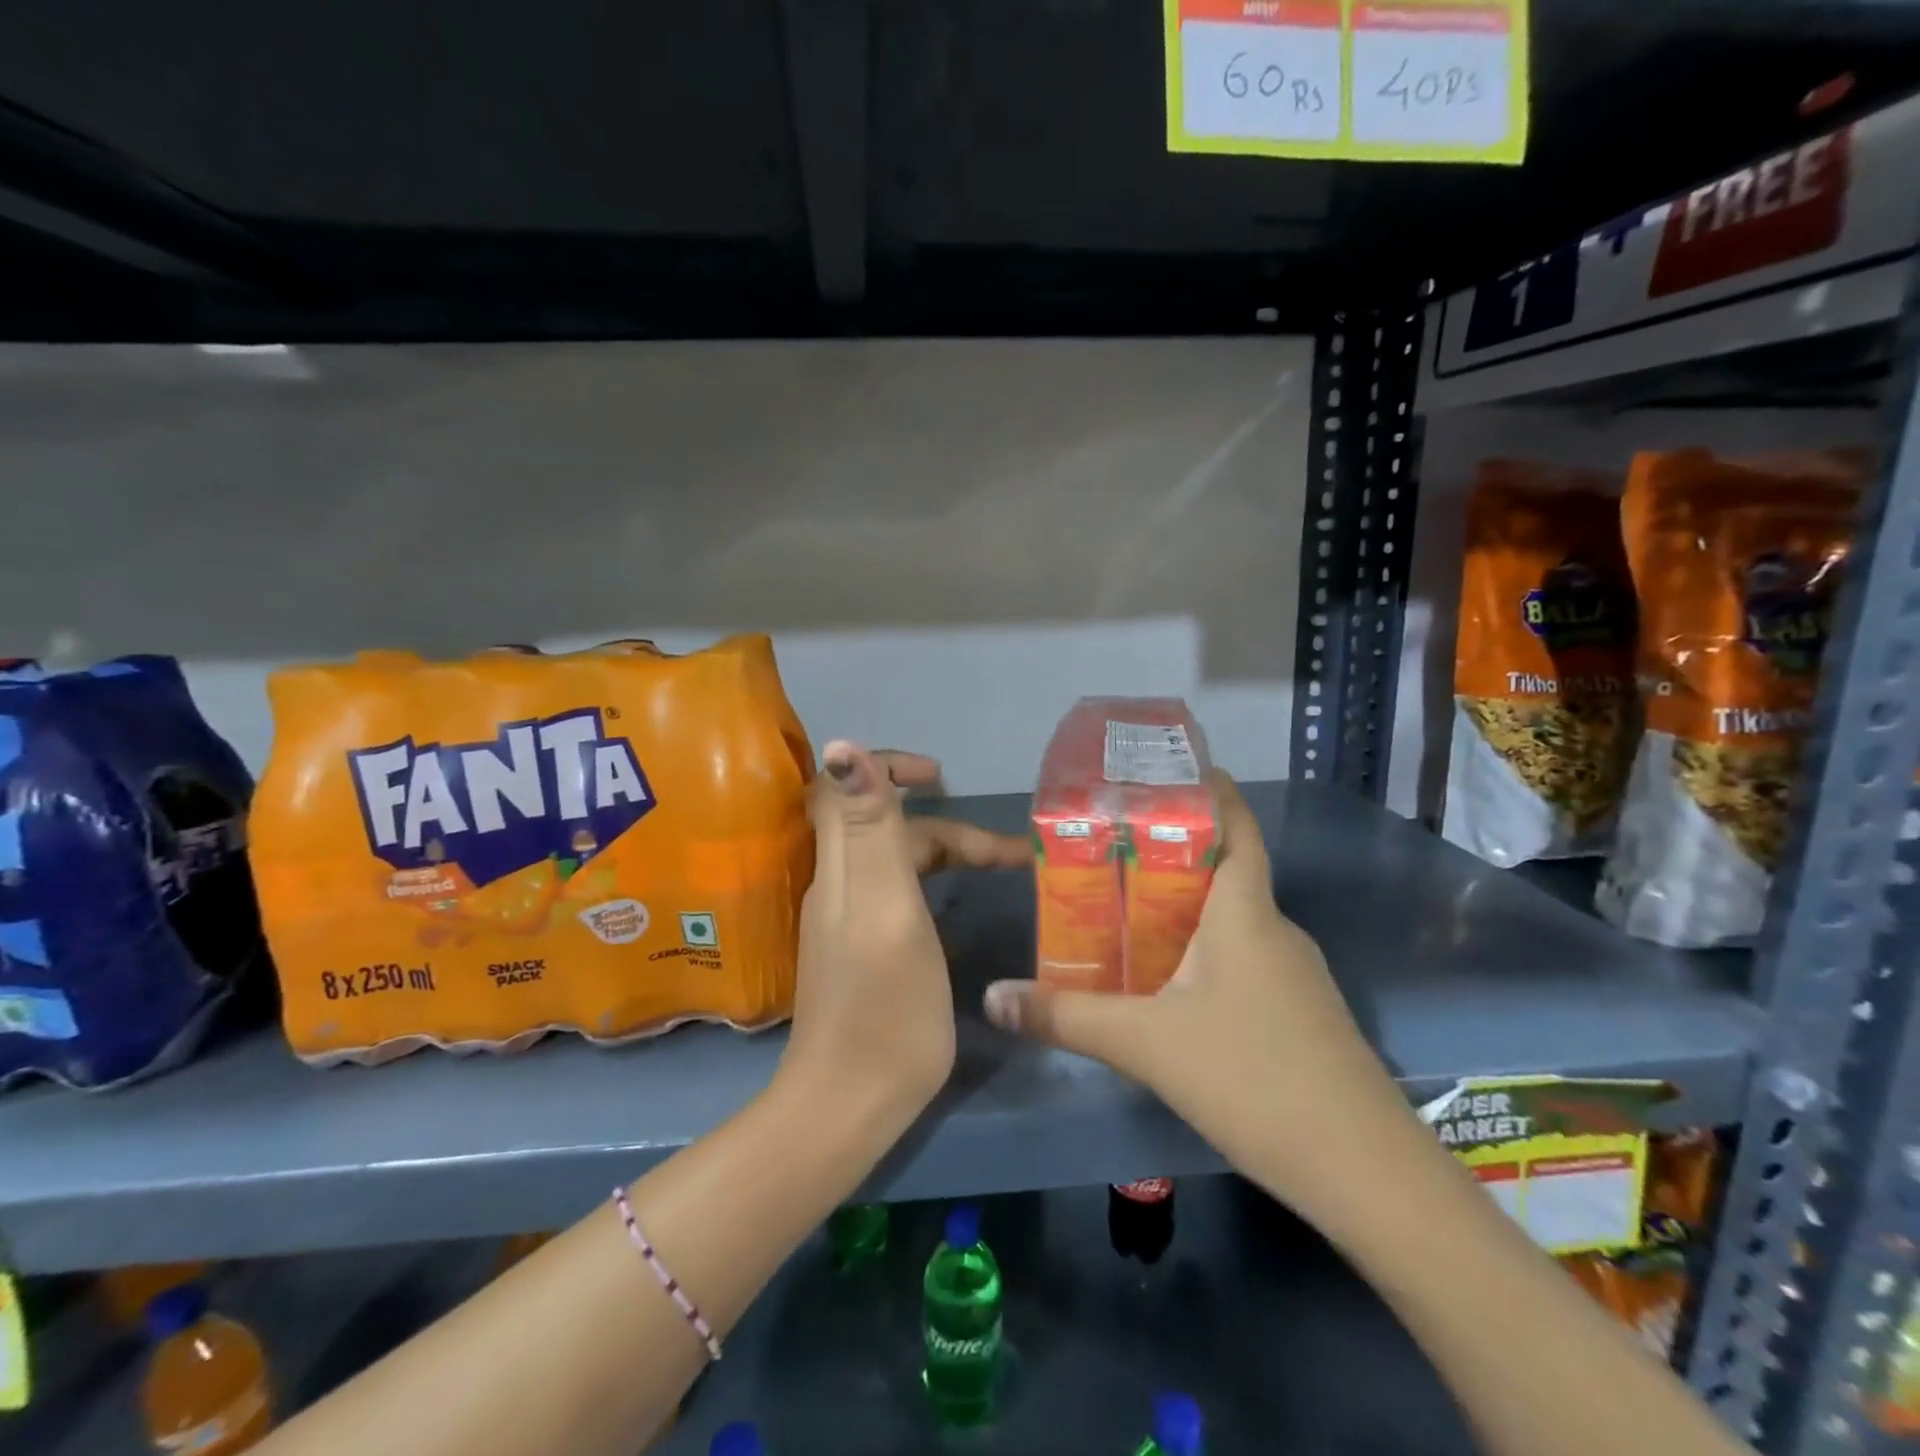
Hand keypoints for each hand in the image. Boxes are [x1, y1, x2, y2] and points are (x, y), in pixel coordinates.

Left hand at [778, 742, 1027, 1132]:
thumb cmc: (884, 1009)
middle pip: (888, 828)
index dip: (888, 767)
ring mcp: (847, 920)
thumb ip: (872, 829)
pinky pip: (898, 894)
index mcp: (844, 868)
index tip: (940, 777)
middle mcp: (839, 885)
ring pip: (897, 862)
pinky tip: (961, 905)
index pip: (845, 787)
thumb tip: (842, 745)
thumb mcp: (887, 910)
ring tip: (1003, 870)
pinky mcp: (860, 950)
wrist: (846, 1106)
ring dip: (947, 854)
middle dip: (948, 827)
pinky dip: (934, 884)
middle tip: (1008, 854)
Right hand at [981, 769, 1400, 1210]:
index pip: (1236, 825)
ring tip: (1123, 910)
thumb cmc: (1253, 1077)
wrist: (1364, 1171)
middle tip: (1108, 850)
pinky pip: (1243, 960)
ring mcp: (1294, 975)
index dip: (1209, 789)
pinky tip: (1168, 984)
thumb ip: (1066, 1017)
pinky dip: (1203, 952)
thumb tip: (993, 997)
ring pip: (1232, 920)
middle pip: (1224, 870)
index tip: (1164, 772)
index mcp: (1245, 911)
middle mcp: (1274, 929)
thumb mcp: (1146, 1044)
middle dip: (1169, 853)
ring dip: (1184, 908)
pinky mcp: (1300, 1014)